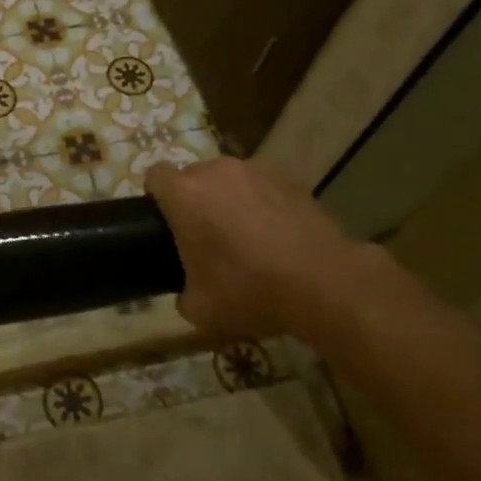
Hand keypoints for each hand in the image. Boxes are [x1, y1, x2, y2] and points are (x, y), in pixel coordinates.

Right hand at [144, 156, 381, 342]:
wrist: (325, 283)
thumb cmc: (250, 291)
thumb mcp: (200, 309)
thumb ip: (182, 292)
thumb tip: (188, 291)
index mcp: (184, 194)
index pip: (155, 176)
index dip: (156, 198)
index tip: (166, 224)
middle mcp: (215, 171)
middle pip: (193, 177)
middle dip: (195, 201)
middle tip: (206, 238)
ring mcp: (255, 170)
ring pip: (229, 180)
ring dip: (229, 200)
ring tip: (247, 236)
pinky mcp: (289, 178)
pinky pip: (262, 186)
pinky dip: (262, 203)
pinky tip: (277, 235)